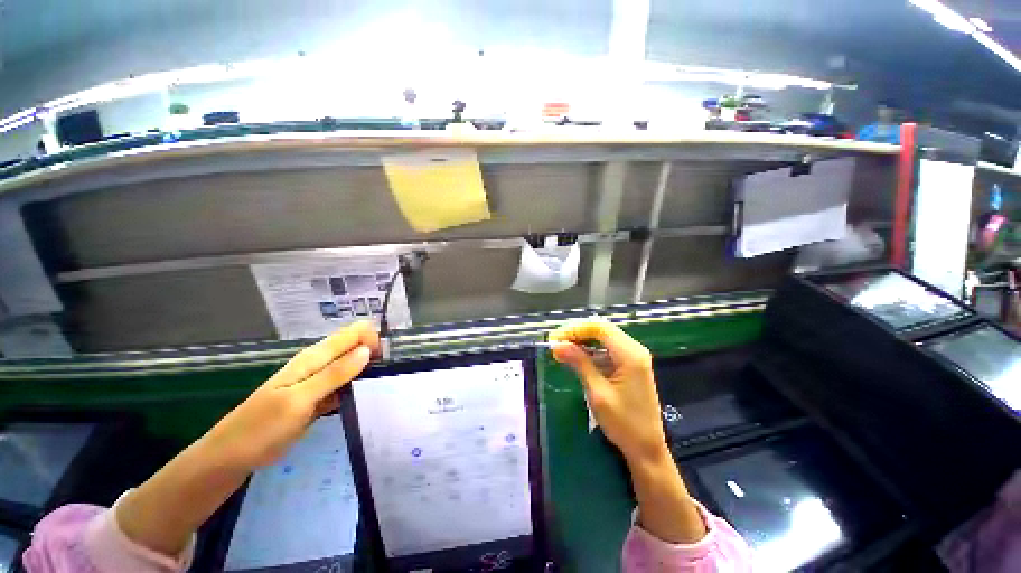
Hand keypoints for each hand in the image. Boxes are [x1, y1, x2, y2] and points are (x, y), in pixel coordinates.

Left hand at [204, 320, 379, 468]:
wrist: (233, 456)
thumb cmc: (261, 427)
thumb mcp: (299, 400)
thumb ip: (334, 374)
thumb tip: (366, 351)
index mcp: (314, 357)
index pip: (353, 333)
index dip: (372, 340)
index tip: (383, 360)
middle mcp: (320, 364)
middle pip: (356, 347)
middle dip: (374, 355)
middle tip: (385, 375)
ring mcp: (320, 382)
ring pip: (353, 367)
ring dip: (368, 372)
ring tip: (383, 386)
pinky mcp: (320, 398)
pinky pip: (346, 386)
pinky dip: (358, 388)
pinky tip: (368, 398)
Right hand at [550, 318, 707, 543]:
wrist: (646, 448)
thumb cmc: (623, 423)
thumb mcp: (597, 392)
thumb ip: (579, 364)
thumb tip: (557, 345)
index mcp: (630, 354)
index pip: (599, 328)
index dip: (575, 329)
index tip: (554, 338)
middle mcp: (634, 350)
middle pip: (601, 329)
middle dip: (576, 333)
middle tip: (555, 342)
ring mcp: (633, 357)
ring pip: (603, 337)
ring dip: (582, 340)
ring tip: (561, 348)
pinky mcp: (629, 365)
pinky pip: (607, 349)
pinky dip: (590, 350)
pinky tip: (576, 356)